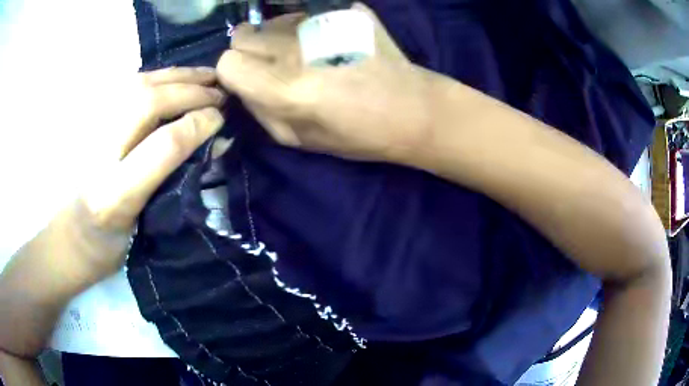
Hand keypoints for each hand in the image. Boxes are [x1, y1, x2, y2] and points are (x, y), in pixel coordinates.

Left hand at [78, 67, 225, 277]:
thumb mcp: (145, 226)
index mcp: (114, 194)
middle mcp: (98, 155)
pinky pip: (128, 86)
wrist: (71, 234)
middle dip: (190, 92)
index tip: (221, 119)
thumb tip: (212, 143)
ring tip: (206, 76)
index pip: (162, 146)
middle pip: (147, 103)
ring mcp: (90, 130)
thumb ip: (174, 183)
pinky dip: (158, 77)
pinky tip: (175, 79)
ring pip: (137, 85)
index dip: (197, 125)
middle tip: (220, 93)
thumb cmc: (109, 243)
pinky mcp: (90, 119)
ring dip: (177, 76)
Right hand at [216, 4, 434, 162]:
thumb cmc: (358, 134)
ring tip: (306, 54)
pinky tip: (326, 42)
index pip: (228, 62)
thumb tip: (241, 84)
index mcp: (286, 88)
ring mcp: (322, 23)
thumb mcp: (298, 139)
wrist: (412, 109)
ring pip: (271, 22)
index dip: (235, 73)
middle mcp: (297, 49)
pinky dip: (303, 26)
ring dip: (277, 37)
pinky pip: (302, 13)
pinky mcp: (344, 10)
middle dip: (251, 52)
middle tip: (275, 66)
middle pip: (243, 35)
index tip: (249, 80)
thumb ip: (259, 110)